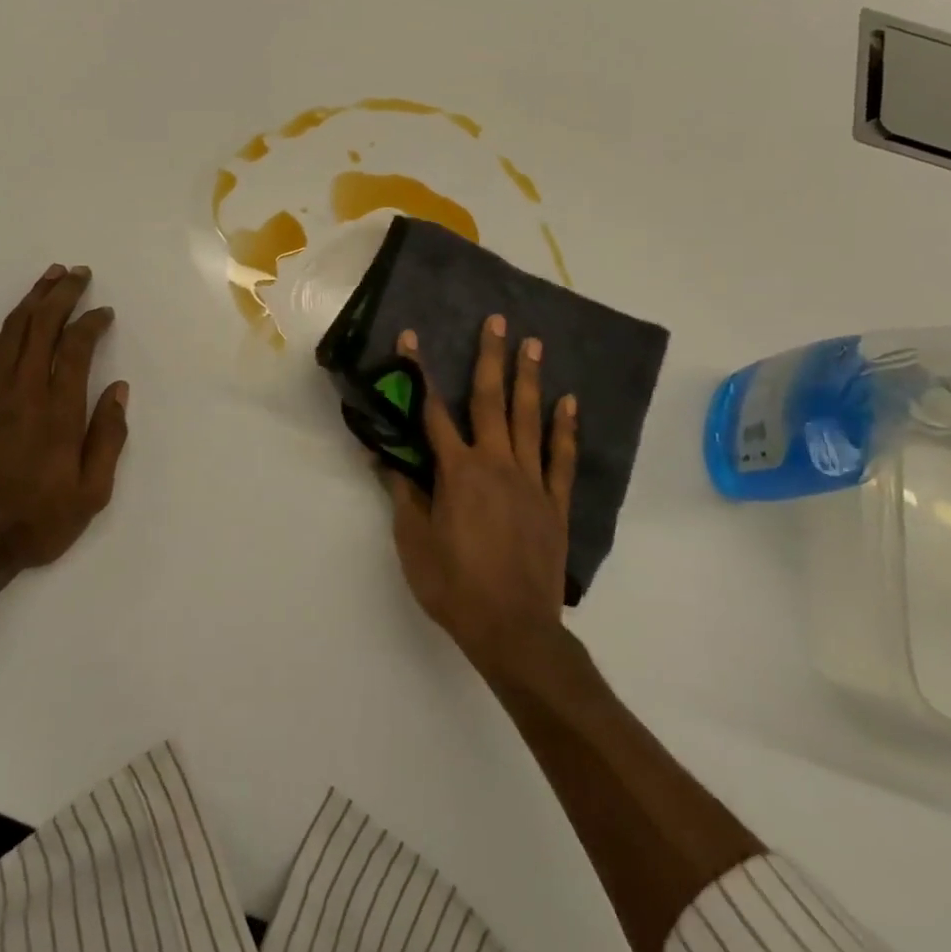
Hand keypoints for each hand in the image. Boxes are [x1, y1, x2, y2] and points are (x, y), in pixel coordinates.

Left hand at [0, 264, 129, 583]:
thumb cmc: (37, 521)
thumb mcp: (92, 493)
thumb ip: (108, 437)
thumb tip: (118, 389)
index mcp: (58, 411)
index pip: (76, 347)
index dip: (92, 322)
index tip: (105, 312)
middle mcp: (22, 391)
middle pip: (41, 326)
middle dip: (61, 294)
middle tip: (77, 272)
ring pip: (11, 332)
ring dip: (31, 301)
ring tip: (48, 279)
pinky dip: (4, 331)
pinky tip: (14, 323)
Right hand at [384, 314, 577, 674]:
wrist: (514, 631)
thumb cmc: (455, 586)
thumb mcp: (414, 541)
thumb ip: (402, 493)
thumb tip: (382, 455)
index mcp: (457, 472)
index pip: (432, 411)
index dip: (419, 373)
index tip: (412, 339)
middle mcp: (495, 464)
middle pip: (491, 401)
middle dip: (491, 357)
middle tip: (497, 321)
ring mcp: (530, 481)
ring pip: (529, 419)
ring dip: (529, 379)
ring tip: (533, 343)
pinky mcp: (555, 503)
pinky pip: (561, 458)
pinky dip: (565, 428)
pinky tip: (569, 402)